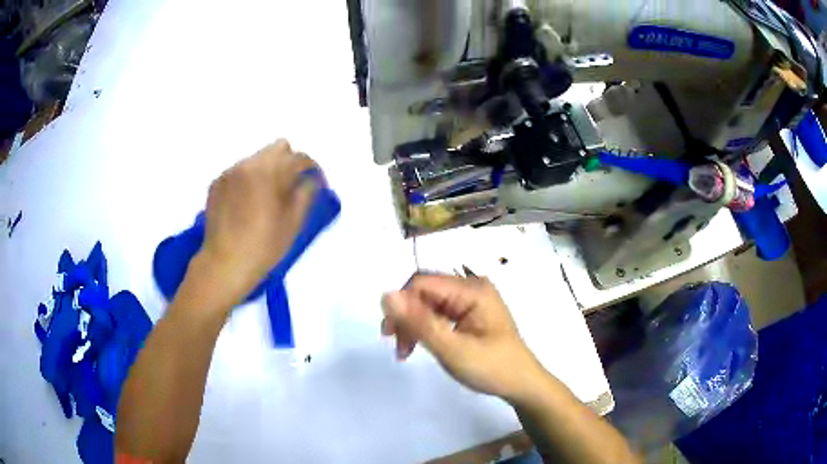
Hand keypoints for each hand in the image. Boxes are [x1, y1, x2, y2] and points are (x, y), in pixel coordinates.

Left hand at [198, 139, 317, 303]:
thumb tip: (311, 180)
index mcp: (270, 171)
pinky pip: (239, 171)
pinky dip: (249, 180)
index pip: (300, 158)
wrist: (223, 265)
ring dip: (268, 170)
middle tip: (291, 187)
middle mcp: (248, 164)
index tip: (316, 184)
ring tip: (267, 197)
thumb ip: (306, 194)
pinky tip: (247, 204)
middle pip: (278, 148)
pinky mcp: (217, 183)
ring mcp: (230, 172)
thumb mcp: (292, 223)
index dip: (313, 169)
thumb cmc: (263, 247)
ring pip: (257, 158)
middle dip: (290, 162)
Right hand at [381, 274, 545, 402]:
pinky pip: (439, 313)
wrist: (521, 384)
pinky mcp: (470, 313)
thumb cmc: (491, 368)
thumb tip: (386, 295)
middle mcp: (471, 288)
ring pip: (429, 303)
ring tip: (405, 352)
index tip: (390, 334)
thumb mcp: (452, 349)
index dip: (401, 304)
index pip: (422, 283)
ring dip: (413, 325)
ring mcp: (471, 300)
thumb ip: (419, 322)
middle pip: (424, 292)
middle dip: (406, 317)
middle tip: (398, 348)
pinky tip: (419, 345)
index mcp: (472, 289)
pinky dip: (425, 329)